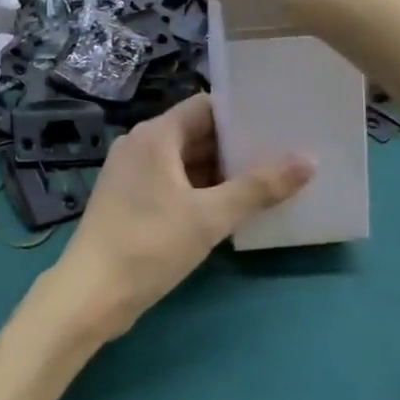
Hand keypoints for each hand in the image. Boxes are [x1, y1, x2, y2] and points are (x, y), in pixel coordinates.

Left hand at [44, 94, 311, 341]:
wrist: (92, 292)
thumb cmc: (150, 245)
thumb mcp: (210, 217)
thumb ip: (258, 188)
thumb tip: (308, 159)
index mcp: (155, 135)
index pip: (204, 107)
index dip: (240, 113)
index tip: (278, 121)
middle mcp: (140, 144)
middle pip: (195, 132)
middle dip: (235, 145)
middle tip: (283, 152)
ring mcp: (132, 171)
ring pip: (184, 160)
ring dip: (219, 170)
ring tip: (267, 179)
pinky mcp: (130, 197)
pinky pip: (172, 180)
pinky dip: (199, 188)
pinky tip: (231, 206)